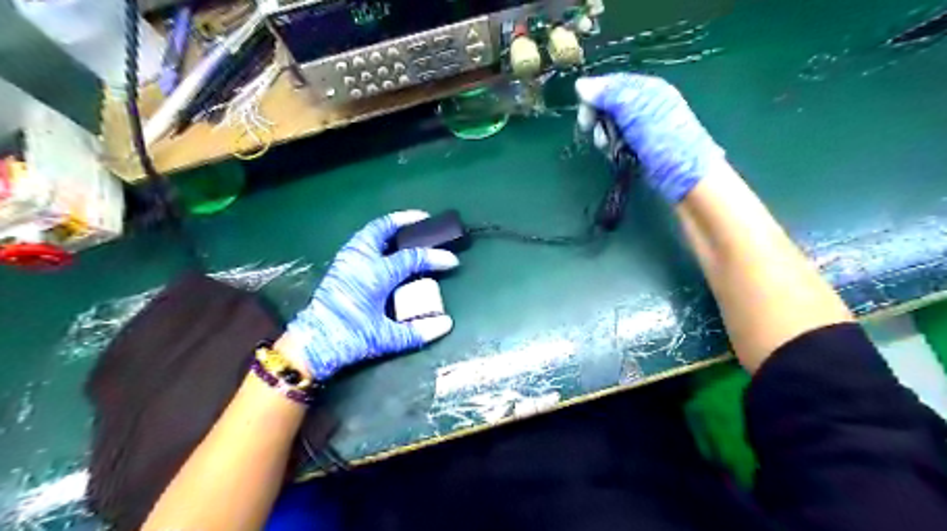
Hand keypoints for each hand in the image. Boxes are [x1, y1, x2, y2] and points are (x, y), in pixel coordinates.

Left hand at [280, 212, 458, 381]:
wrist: (311, 344)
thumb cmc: (349, 338)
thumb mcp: (386, 338)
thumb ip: (417, 331)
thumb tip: (446, 324)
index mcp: (375, 274)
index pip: (412, 259)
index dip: (435, 258)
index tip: (452, 261)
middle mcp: (360, 261)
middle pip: (383, 229)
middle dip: (405, 220)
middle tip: (424, 219)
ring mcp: (347, 261)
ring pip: (368, 232)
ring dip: (388, 226)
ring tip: (404, 227)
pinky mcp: (339, 267)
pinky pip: (360, 241)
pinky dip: (375, 236)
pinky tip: (383, 245)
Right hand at [577, 73, 726, 201]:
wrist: (685, 177)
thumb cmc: (664, 141)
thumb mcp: (636, 112)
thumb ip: (609, 96)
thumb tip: (580, 84)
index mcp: (648, 89)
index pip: (612, 83)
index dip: (594, 97)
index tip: (584, 117)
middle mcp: (644, 105)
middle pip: (609, 104)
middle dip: (599, 120)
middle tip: (599, 136)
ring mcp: (642, 128)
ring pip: (610, 125)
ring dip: (604, 137)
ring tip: (610, 149)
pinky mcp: (638, 147)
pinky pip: (616, 141)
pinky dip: (612, 148)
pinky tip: (615, 155)